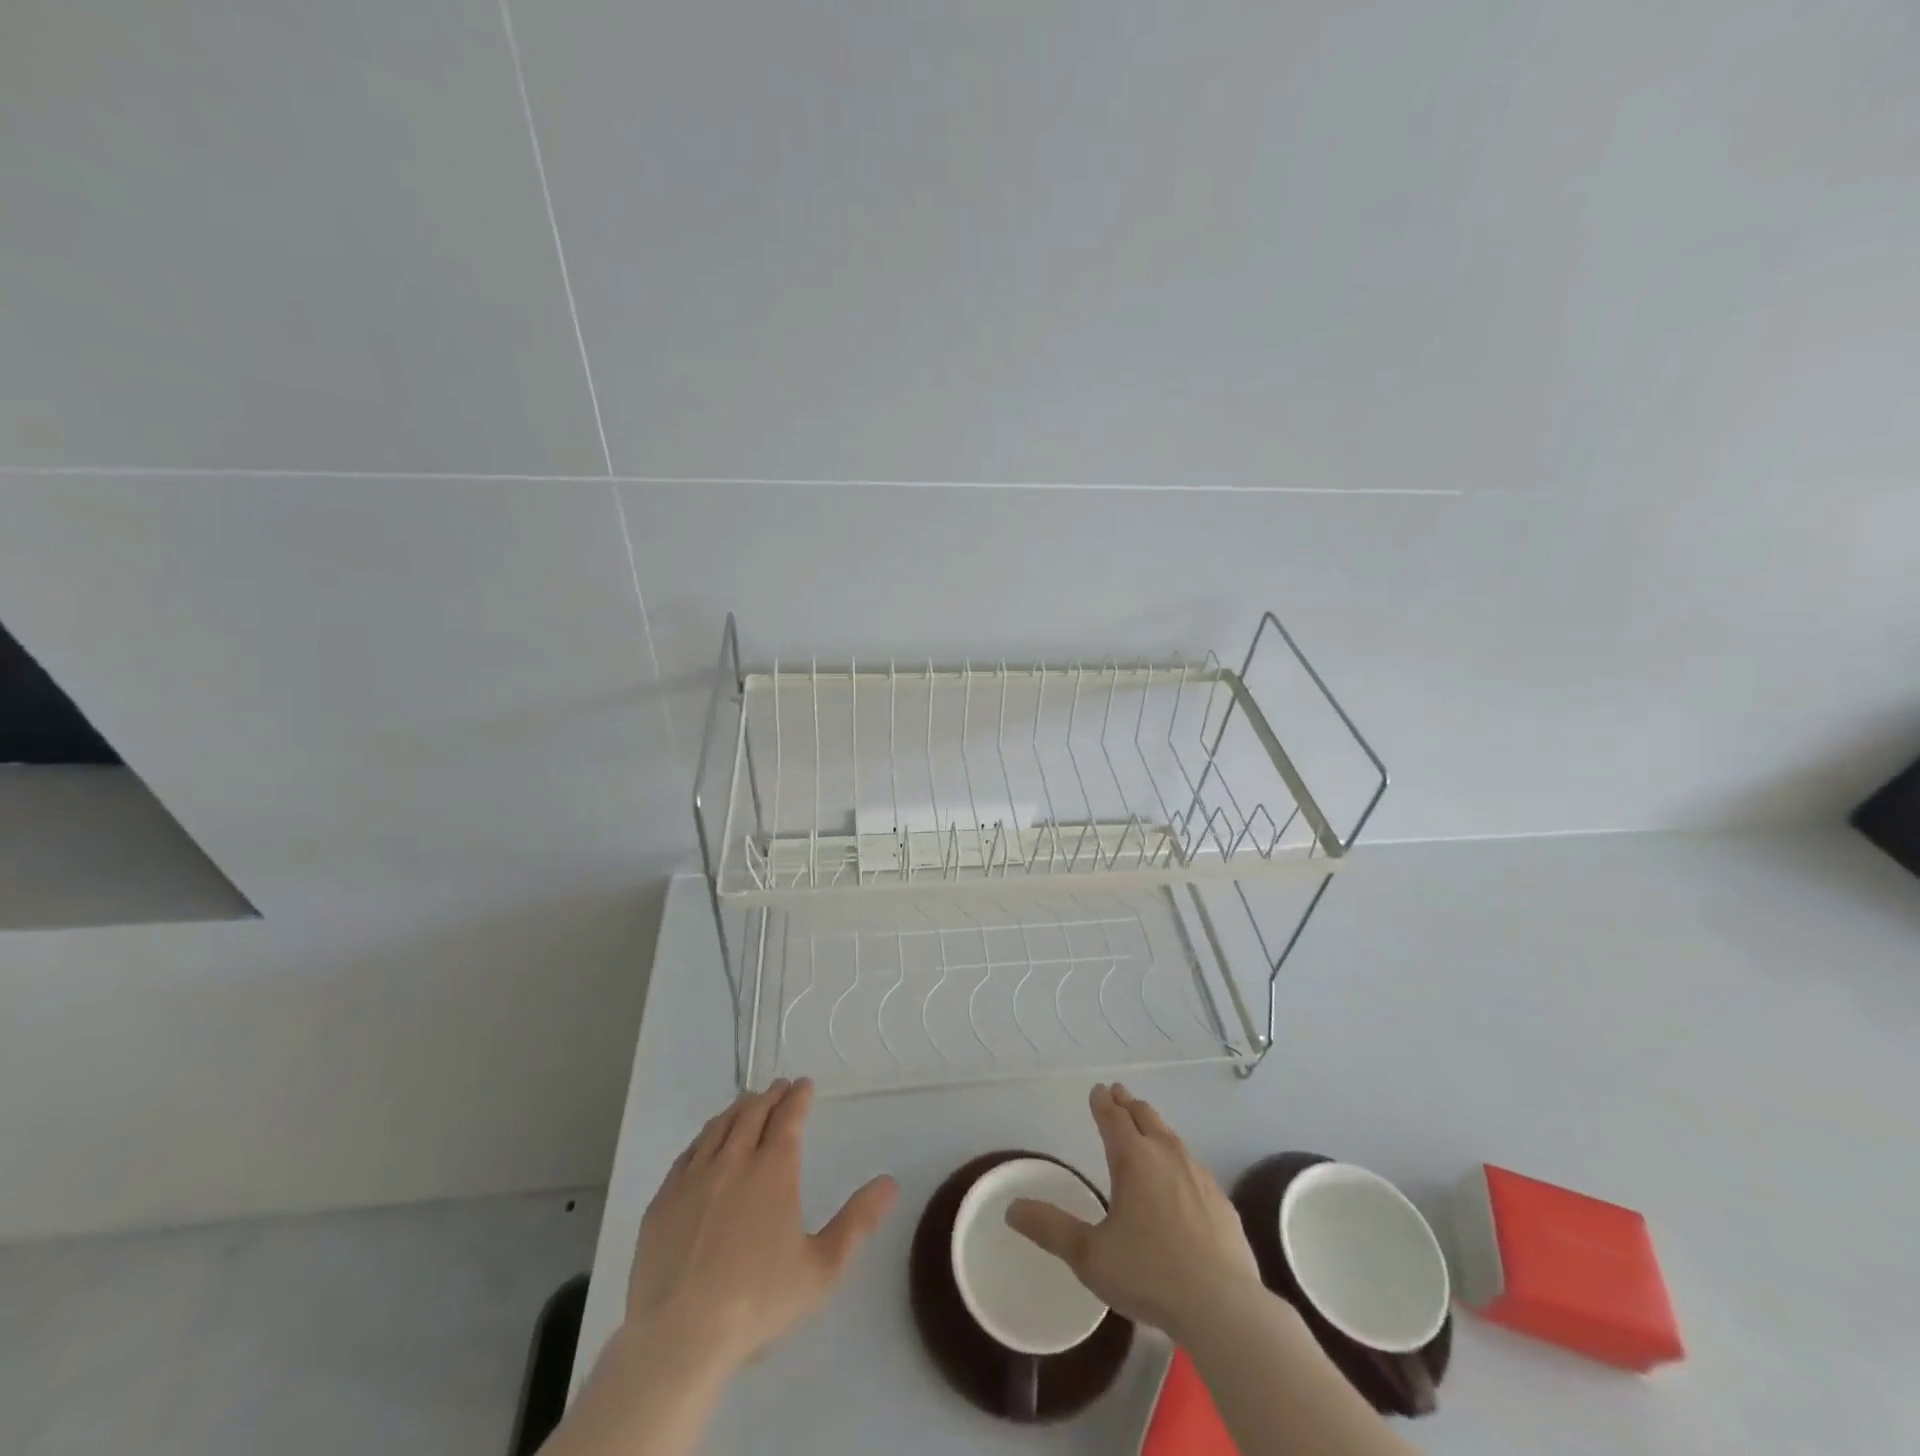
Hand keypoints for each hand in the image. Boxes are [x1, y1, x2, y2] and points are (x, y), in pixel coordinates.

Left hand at [626, 1078, 898, 1372]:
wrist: (679, 1337)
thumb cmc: (758, 1302)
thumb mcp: (822, 1268)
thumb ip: (858, 1222)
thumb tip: (890, 1183)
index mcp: (774, 1169)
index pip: (788, 1116)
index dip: (798, 1096)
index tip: (804, 1085)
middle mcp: (734, 1160)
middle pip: (753, 1113)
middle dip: (770, 1096)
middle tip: (779, 1087)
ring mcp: (694, 1178)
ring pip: (719, 1127)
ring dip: (738, 1109)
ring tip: (747, 1104)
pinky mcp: (663, 1200)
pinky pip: (688, 1153)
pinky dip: (705, 1137)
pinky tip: (706, 1143)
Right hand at [1006, 1083, 1261, 1342]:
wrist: (1223, 1306)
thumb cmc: (1149, 1274)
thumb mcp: (1089, 1256)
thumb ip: (1050, 1229)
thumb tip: (1011, 1209)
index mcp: (1133, 1159)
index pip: (1114, 1118)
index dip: (1103, 1102)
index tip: (1098, 1089)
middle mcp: (1166, 1156)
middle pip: (1145, 1118)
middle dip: (1129, 1104)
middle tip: (1119, 1094)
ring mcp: (1198, 1176)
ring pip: (1172, 1137)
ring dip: (1155, 1125)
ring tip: (1147, 1124)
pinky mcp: (1221, 1201)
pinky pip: (1193, 1165)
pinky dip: (1178, 1157)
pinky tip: (1181, 1174)